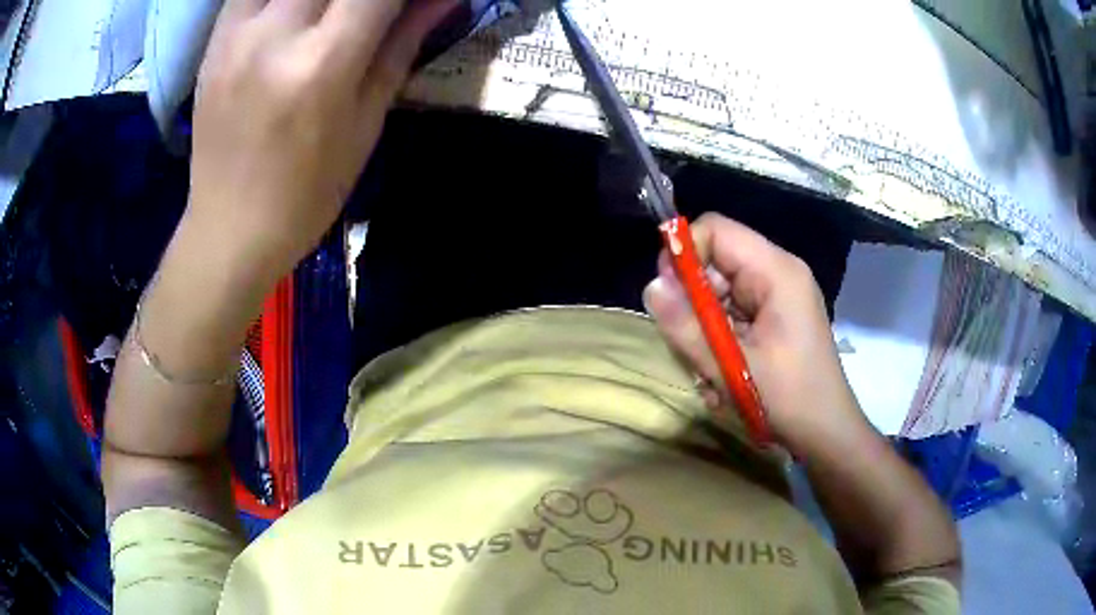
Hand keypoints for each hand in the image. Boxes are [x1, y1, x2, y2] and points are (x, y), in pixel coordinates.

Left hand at [186, 0, 456, 284]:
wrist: (230, 229)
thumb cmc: (309, 192)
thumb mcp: (368, 122)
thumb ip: (402, 44)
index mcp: (323, 63)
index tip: (408, 4)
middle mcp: (276, 34)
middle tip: (365, 13)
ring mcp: (237, 34)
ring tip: (328, 14)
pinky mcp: (214, 40)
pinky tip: (294, 11)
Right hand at [643, 213, 870, 455]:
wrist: (827, 433)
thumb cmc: (790, 399)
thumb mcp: (733, 367)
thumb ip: (688, 326)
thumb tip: (651, 286)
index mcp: (776, 271)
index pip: (716, 230)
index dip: (684, 254)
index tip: (668, 296)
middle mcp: (778, 273)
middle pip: (716, 261)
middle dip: (693, 301)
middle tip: (688, 345)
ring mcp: (778, 297)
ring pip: (720, 291)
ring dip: (705, 329)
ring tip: (711, 371)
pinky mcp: (775, 318)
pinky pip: (733, 313)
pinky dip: (720, 340)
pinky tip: (723, 374)